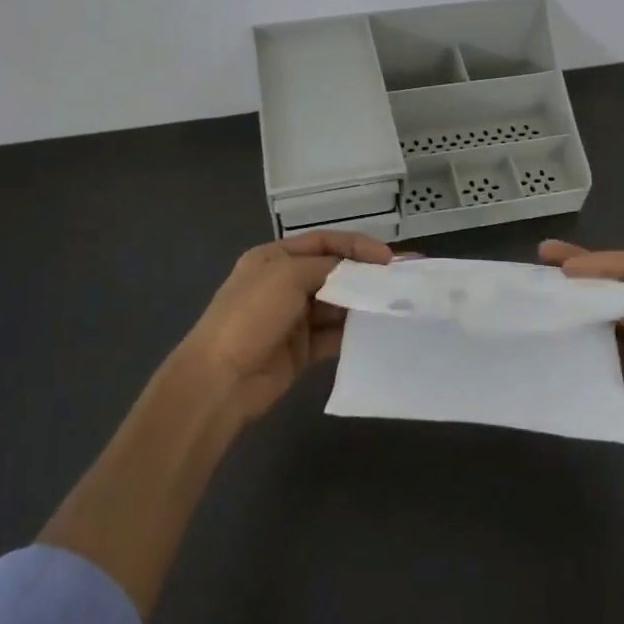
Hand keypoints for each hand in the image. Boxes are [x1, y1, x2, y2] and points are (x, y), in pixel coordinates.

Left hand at [178, 230, 394, 420]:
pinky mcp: (303, 350)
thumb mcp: (288, 276)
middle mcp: (285, 284)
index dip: (357, 246)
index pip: (324, 242)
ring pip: (338, 304)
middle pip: (334, 273)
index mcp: (274, 258)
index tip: (388, 258)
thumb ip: (328, 267)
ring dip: (364, 304)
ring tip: (397, 305)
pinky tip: (379, 331)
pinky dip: (355, 332)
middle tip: (402, 281)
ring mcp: (294, 318)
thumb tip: (359, 270)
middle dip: (366, 275)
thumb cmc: (251, 316)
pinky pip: (335, 335)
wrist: (221, 380)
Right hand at [539, 240, 623, 467]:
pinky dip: (584, 332)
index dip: (597, 262)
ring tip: (544, 288)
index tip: (563, 266)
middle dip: (582, 270)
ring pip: (606, 310)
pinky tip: (560, 325)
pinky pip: (605, 341)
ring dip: (579, 300)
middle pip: (616, 282)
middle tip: (544, 255)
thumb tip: (593, 295)